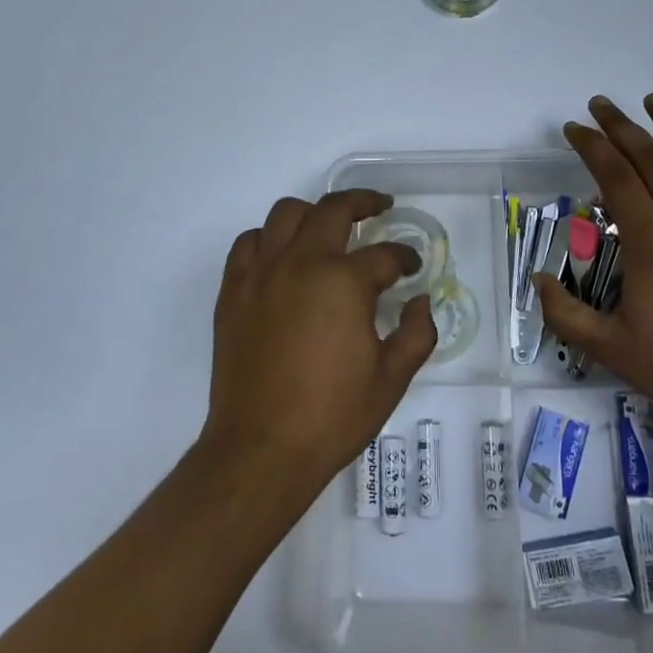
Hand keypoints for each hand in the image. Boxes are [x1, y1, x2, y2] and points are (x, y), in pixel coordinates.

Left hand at [200, 191, 435, 498]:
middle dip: (363, 203)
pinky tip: (282, 256)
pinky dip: (269, 239)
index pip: (384, 255)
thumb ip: (416, 333)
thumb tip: (420, 302)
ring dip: (313, 213)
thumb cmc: (332, 416)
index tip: (412, 267)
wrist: (261, 449)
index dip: (405, 258)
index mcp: (343, 282)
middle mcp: (301, 263)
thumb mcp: (391, 379)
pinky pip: (249, 243)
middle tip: (379, 208)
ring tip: (328, 227)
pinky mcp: (233, 290)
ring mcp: (262, 273)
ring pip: (286, 213)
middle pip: (334, 210)